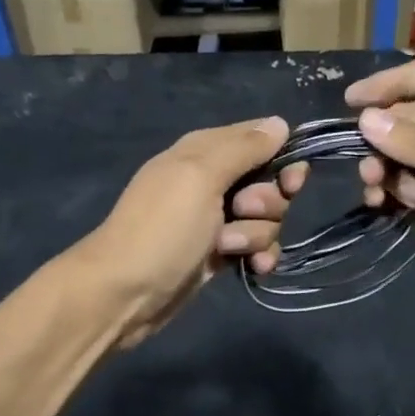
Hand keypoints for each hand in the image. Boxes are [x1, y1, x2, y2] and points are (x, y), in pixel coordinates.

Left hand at [75, 117, 308, 347]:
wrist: (124, 293)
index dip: (283, 159)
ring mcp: (217, 219)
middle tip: (244, 211)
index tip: (290, 182)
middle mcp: (213, 180)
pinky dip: (259, 255)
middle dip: (268, 202)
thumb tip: (281, 123)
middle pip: (270, 182)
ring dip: (258, 234)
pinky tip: (254, 268)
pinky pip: (257, 246)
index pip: (261, 139)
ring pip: (267, 218)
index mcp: (205, 151)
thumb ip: (243, 148)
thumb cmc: (162, 228)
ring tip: (229, 246)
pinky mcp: (220, 252)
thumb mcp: (201, 177)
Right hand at [347, 58, 414, 327]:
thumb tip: (365, 119)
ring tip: (376, 187)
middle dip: (383, 134)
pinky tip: (380, 205)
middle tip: (366, 160)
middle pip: (410, 116)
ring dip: (382, 166)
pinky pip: (400, 187)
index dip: (392, 82)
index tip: (353, 100)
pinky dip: (386, 192)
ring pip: (400, 153)